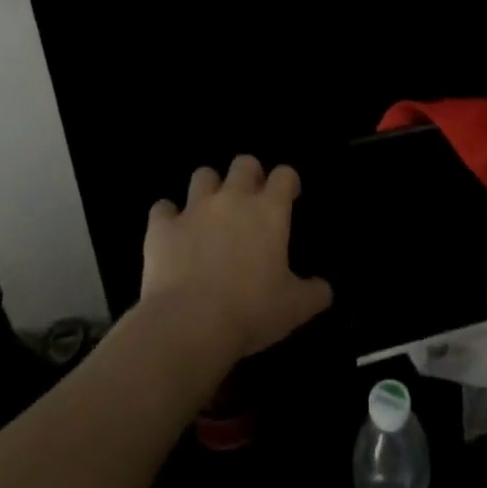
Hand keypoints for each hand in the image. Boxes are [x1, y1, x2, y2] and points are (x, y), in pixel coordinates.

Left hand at [141, 155, 332, 360]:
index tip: (289, 197)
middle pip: (244, 163)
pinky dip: (167, 216)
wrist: (190, 324)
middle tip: (251, 200)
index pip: (284, 174)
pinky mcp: (162, 227)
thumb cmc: (251, 311)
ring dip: (209, 188)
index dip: (288, 181)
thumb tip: (325, 289)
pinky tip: (171, 233)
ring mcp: (194, 209)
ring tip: (210, 211)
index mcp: (269, 211)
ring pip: (203, 175)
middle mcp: (233, 199)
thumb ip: (314, 293)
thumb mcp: (295, 308)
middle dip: (249, 174)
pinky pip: (162, 208)